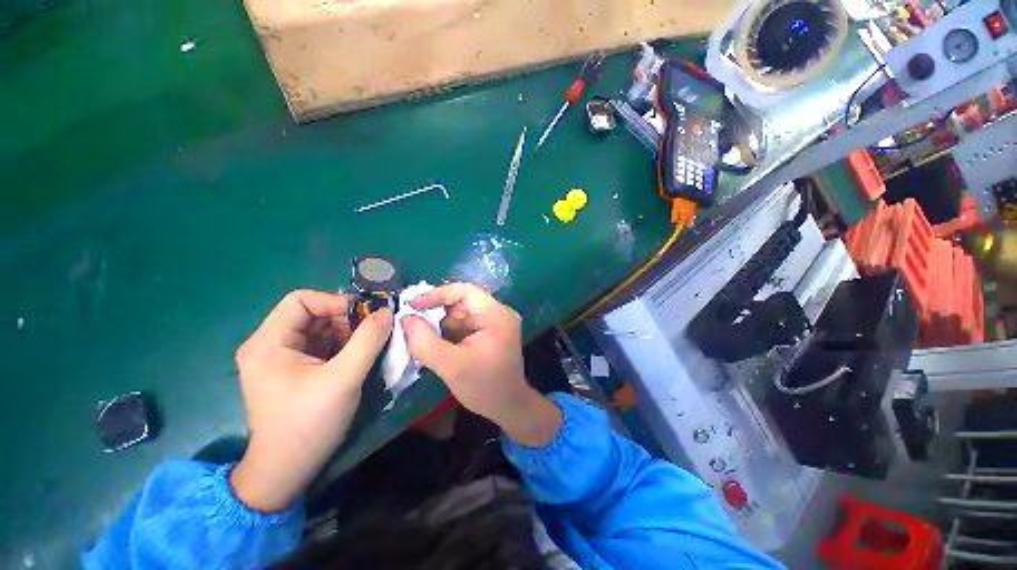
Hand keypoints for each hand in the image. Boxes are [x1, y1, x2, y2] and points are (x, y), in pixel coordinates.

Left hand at [229, 290, 391, 511]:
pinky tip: (363, 354)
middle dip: (347, 318)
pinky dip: (344, 345)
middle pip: (312, 314)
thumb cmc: (308, 424)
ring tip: (374, 341)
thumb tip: (387, 312)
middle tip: (377, 327)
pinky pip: (322, 346)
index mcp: (269, 342)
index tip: (368, 314)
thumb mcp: (344, 379)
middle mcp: (270, 345)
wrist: (286, 471)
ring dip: (349, 332)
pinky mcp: (294, 371)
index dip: (337, 301)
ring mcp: (281, 359)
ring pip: (320, 330)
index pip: (301, 301)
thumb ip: (368, 341)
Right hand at [402, 283, 560, 447]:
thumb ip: (425, 341)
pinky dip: (449, 330)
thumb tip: (406, 318)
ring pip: (462, 312)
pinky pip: (466, 323)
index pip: (465, 291)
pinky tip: (434, 340)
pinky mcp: (491, 331)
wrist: (509, 407)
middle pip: (463, 301)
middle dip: (437, 310)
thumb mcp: (451, 366)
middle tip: (412, 320)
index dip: (437, 294)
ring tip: (419, 332)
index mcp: (496, 315)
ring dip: (441, 321)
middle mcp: (499, 313)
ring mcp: (496, 322)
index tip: (412, 304)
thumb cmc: (484, 387)